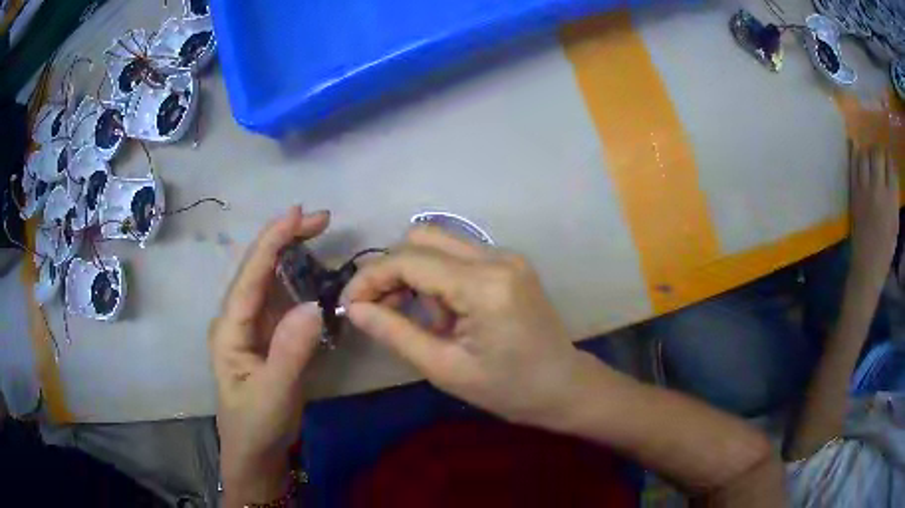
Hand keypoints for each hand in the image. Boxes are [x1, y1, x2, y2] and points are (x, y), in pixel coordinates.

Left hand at [209, 206, 328, 505]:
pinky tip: (318, 276)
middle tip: (322, 220)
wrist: (255, 452)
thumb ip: (291, 351)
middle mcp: (238, 319)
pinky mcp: (269, 338)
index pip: (250, 275)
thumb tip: (315, 305)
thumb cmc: (256, 425)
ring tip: (322, 237)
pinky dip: (301, 283)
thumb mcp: (273, 394)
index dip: (272, 241)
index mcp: (230, 328)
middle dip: (286, 239)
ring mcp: (253, 328)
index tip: (299, 213)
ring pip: (272, 281)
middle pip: (260, 269)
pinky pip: (284, 302)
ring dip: (295, 256)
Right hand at [341, 227, 591, 426]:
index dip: (371, 277)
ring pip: (438, 242)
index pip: (409, 261)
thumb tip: (354, 308)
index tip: (349, 303)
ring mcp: (506, 255)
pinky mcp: (509, 263)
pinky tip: (442, 311)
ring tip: (417, 318)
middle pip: (421, 237)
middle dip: (391, 270)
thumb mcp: (445, 368)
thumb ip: (395, 332)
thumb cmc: (507, 389)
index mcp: (484, 285)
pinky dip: (437, 276)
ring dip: (414, 273)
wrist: (562, 386)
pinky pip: (458, 255)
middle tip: (380, 309)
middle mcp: (496, 256)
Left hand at [849, 143, 898, 291]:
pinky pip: (852, 165)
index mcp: (891, 199)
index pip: (890, 164)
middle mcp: (879, 190)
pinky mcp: (853, 193)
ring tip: (869, 155)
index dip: (889, 157)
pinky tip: (855, 146)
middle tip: (879, 155)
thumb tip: (890, 171)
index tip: (888, 157)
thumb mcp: (895, 222)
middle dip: (879, 150)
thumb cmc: (886, 249)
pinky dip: (854, 152)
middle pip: (877, 154)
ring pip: (864, 154)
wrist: (867, 267)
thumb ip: (893, 196)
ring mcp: (865, 190)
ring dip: (867, 150)